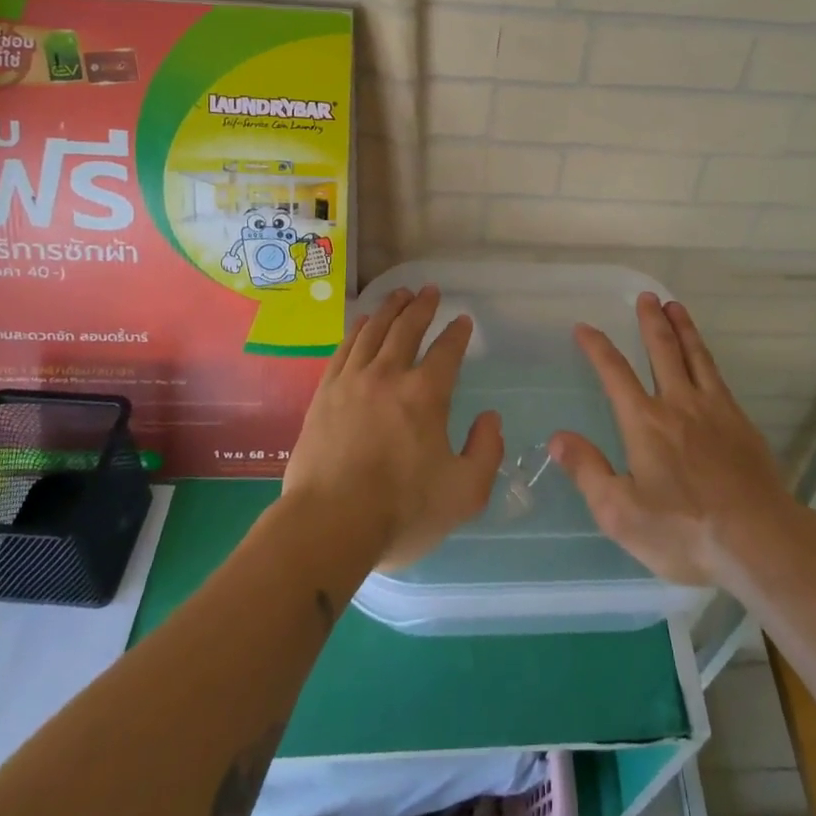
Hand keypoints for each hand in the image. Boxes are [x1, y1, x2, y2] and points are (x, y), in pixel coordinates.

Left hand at [282, 285, 504, 570]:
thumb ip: (486, 451)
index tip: (463, 321)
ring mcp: (351, 382)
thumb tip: (490, 419)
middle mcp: (388, 376)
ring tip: (400, 294)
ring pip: (373, 331)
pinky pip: (344, 349)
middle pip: (407, 329)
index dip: (457, 333)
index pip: (446, 351)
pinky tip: (361, 323)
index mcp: (426, 395)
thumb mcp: (465, 493)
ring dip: (390, 309)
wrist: (329, 525)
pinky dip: (357, 330)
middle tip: (430, 291)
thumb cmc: (402, 511)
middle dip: (422, 307)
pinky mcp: (324, 395)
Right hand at [552, 293, 790, 585]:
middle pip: (662, 350)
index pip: (615, 373)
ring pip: (696, 356)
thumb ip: (588, 471)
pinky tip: (706, 358)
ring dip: (683, 328)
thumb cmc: (684, 530)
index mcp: (645, 422)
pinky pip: (718, 377)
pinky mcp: (741, 423)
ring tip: (675, 306)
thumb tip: (556, 438)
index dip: (597, 347)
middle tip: (646, 296)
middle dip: (650, 321)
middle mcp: (678, 404)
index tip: (585, 327)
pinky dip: (707, 357)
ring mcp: (715, 410)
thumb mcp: (621, 513)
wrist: (759, 541)